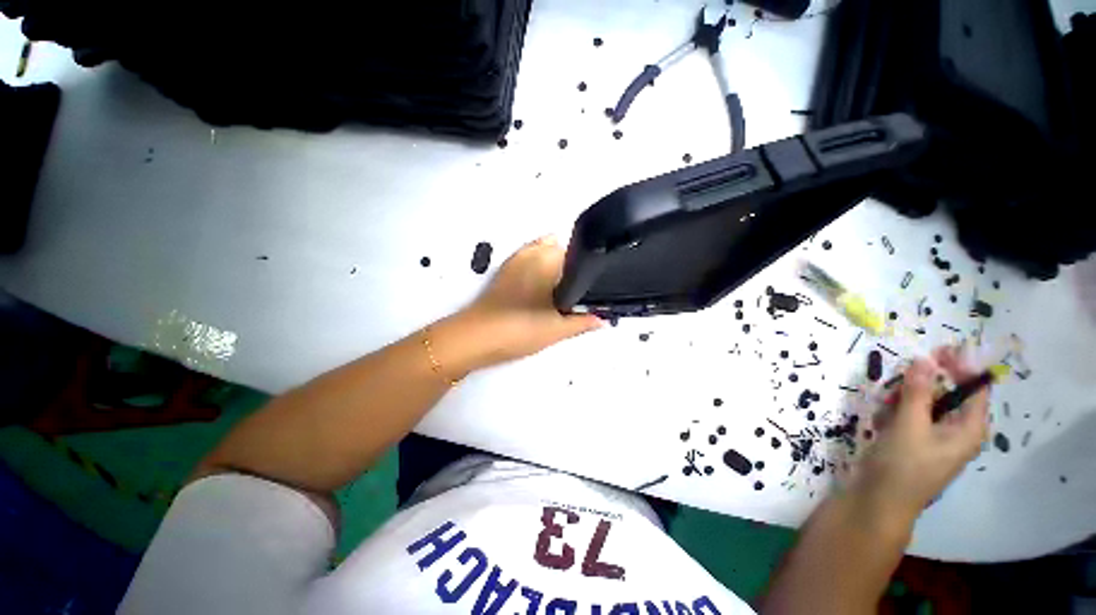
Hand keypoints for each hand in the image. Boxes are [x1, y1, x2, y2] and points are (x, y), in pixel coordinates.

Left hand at [455, 236, 602, 366]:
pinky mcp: (504, 270)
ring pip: (543, 252)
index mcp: (549, 260)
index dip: (586, 270)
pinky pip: (527, 259)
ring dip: (552, 265)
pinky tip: (537, 291)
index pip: (578, 253)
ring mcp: (516, 259)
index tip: (589, 287)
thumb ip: (583, 322)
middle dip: (570, 267)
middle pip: (561, 250)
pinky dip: (536, 268)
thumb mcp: (557, 329)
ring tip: (555, 293)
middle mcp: (533, 252)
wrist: (477, 337)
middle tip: (572, 294)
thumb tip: (602, 320)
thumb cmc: (520, 329)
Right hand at [850, 346, 989, 525]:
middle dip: (925, 382)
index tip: (939, 348)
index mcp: (969, 428)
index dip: (962, 365)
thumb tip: (924, 358)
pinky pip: (911, 415)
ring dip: (905, 396)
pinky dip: (897, 410)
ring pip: (925, 402)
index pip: (975, 388)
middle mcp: (957, 430)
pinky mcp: (915, 440)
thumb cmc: (903, 465)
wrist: (879, 500)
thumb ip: (918, 392)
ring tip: (886, 403)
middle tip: (902, 375)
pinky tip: (882, 418)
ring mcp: (934, 436)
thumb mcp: (909, 425)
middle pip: (948, 392)